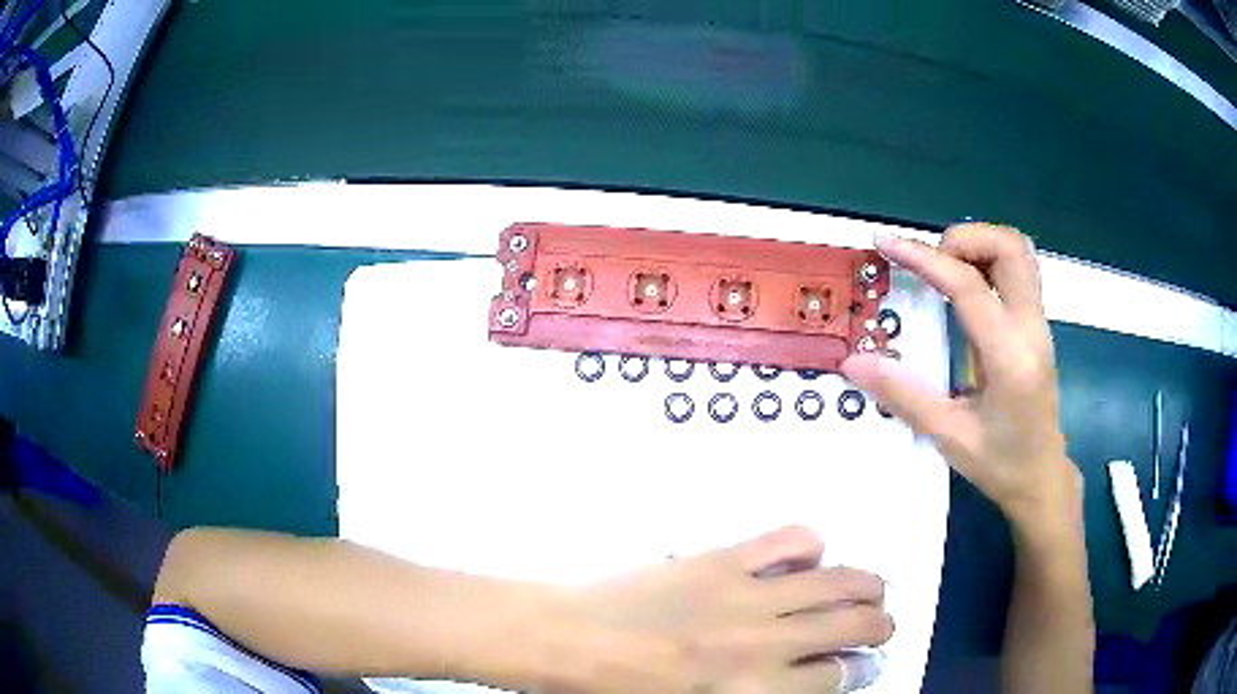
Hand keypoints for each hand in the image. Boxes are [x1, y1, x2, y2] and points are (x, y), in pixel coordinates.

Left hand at [562, 525, 891, 692]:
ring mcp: (744, 595)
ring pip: (836, 581)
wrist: (565, 641)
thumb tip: (800, 679)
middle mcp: (762, 643)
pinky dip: (810, 544)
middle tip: (880, 624)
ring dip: (865, 584)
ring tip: (870, 589)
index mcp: (751, 691)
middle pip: (851, 625)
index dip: (858, 669)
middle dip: (878, 624)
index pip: (835, 677)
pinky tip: (809, 556)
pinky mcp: (720, 558)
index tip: (861, 663)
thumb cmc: (620, 690)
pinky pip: (788, 539)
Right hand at [842, 224, 1081, 527]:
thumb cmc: (1000, 464)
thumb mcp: (949, 437)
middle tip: (931, 262)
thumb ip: (903, 395)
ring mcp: (1039, 323)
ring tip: (946, 267)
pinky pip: (1018, 270)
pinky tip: (965, 285)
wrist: (1042, 477)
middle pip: (1010, 247)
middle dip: (965, 239)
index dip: (925, 259)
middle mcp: (1031, 328)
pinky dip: (989, 259)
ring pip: (1018, 251)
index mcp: (1010, 357)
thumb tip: (853, 362)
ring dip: (980, 244)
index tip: (886, 244)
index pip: (969, 286)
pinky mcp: (1037, 325)